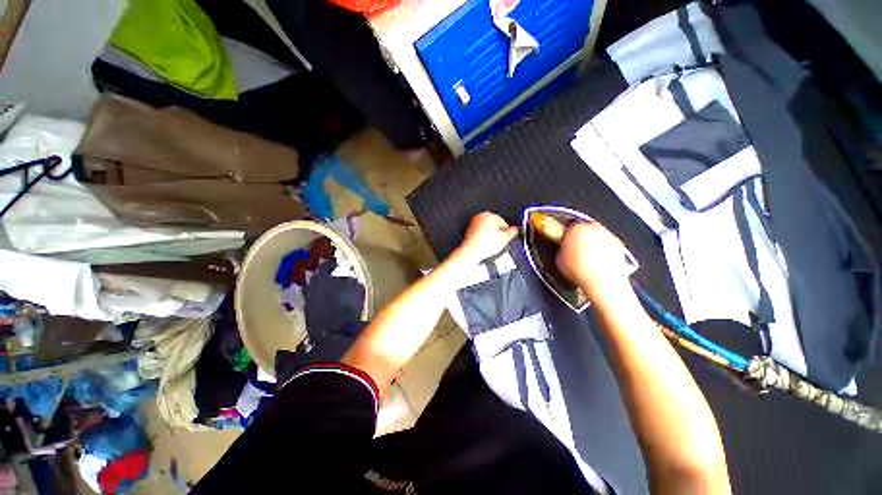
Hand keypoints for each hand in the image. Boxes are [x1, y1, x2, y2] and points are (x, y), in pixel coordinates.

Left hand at [456, 212, 518, 264]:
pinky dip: (483, 237)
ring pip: (487, 228)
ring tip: (491, 244)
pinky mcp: (469, 230)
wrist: (471, 251)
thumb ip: (512, 232)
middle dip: (498, 233)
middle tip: (499, 242)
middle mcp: (480, 216)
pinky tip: (484, 244)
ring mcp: (473, 223)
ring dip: (490, 235)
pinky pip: (480, 232)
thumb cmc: (485, 244)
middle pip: (494, 225)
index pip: (503, 222)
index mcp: (489, 215)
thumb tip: (516, 229)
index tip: (507, 238)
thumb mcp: (504, 239)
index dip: (506, 231)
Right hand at [556, 222, 631, 301]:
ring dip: (592, 243)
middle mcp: (593, 228)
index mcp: (576, 228)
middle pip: (584, 229)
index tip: (563, 241)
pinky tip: (598, 263)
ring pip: (596, 236)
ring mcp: (607, 236)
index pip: (568, 226)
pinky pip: (608, 245)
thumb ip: (560, 249)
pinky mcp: (619, 245)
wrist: (602, 283)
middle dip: (579, 238)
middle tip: (574, 250)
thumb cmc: (581, 271)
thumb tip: (562, 250)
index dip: (565, 235)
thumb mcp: (559, 259)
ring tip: (587, 259)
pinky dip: (604, 251)